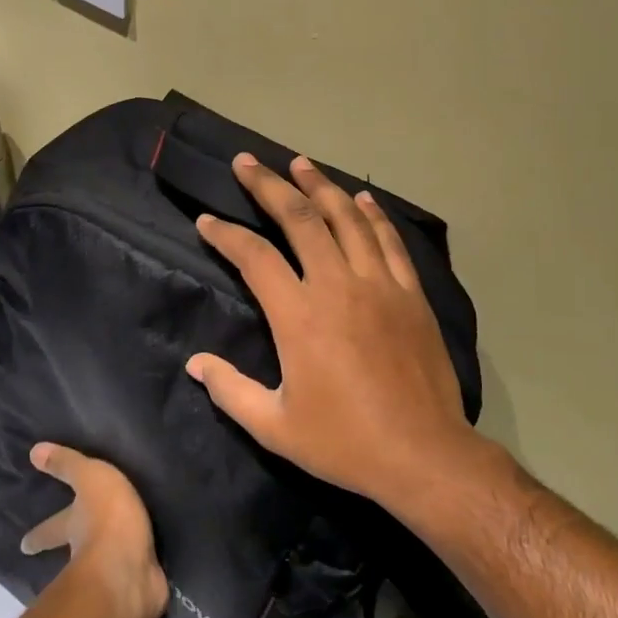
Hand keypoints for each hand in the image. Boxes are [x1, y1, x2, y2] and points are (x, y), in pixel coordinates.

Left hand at [20, 443, 168, 617]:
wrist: (128, 570)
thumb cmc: (107, 519)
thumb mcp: (89, 478)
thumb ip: (67, 465)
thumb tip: (33, 450)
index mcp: (75, 529)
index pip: (51, 529)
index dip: (38, 535)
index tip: (23, 546)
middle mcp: (87, 557)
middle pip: (74, 557)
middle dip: (70, 559)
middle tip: (65, 566)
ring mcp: (112, 580)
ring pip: (106, 576)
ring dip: (107, 576)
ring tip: (116, 574)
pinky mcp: (137, 596)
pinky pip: (138, 595)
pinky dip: (139, 599)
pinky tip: (146, 599)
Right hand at [186, 154, 477, 505]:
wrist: (423, 455)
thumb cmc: (344, 443)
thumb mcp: (274, 427)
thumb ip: (230, 390)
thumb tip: (195, 363)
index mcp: (299, 316)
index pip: (254, 257)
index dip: (225, 234)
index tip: (206, 220)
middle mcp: (338, 286)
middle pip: (300, 219)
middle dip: (269, 186)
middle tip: (247, 162)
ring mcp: (380, 285)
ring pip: (347, 218)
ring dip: (320, 186)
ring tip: (300, 163)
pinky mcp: (411, 294)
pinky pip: (389, 240)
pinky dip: (373, 214)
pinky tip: (362, 197)